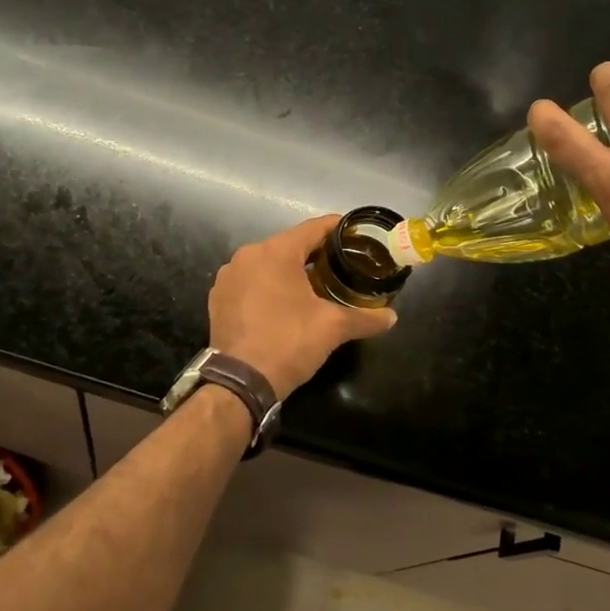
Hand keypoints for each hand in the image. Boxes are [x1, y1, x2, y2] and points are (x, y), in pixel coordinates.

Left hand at [209, 216, 397, 396]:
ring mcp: (228, 276)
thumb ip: (365, 318)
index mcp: (276, 251)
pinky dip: (269, 286)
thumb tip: (391, 317)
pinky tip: (284, 303)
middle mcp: (248, 255)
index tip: (357, 234)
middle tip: (342, 265)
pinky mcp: (218, 297)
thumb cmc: (289, 342)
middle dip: (316, 254)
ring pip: (268, 263)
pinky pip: (251, 281)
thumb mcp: (333, 328)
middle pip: (290, 245)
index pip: (314, 228)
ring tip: (316, 286)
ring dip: (291, 271)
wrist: (240, 382)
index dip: (338, 229)